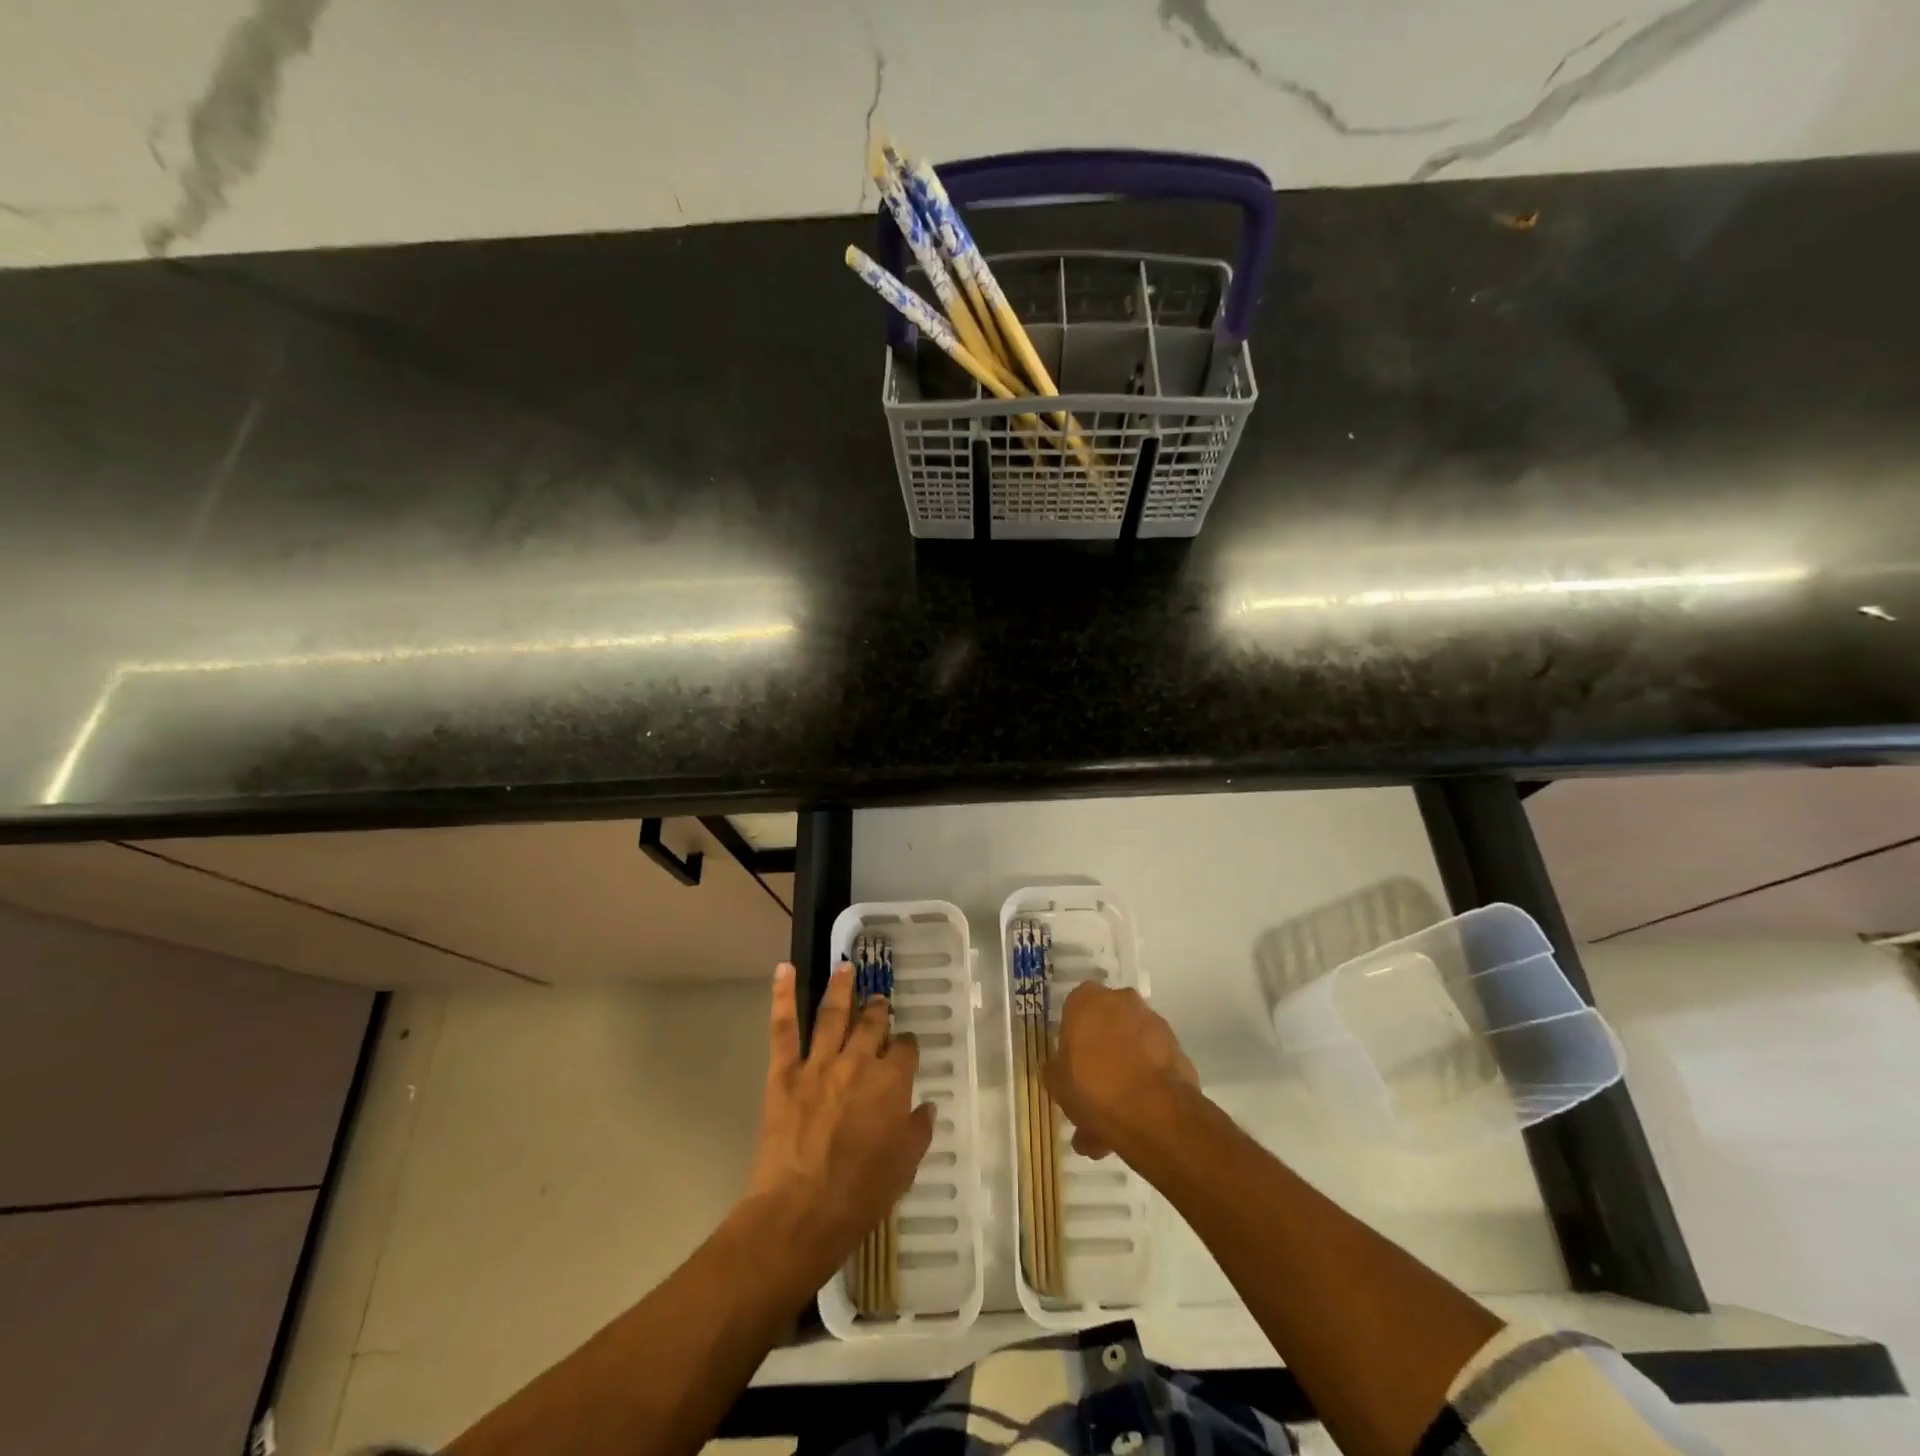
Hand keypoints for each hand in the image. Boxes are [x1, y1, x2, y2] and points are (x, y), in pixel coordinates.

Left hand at [747, 962, 933, 1286]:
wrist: (799, 1214)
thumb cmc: (859, 1197)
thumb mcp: (904, 1168)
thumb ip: (918, 1131)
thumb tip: (924, 1107)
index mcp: (891, 1083)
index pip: (906, 1049)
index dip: (907, 1047)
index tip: (906, 1050)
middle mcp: (859, 1062)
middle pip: (872, 1023)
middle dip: (878, 1010)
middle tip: (879, 1002)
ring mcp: (819, 1063)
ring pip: (833, 1014)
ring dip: (841, 987)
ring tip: (845, 967)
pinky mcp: (785, 1072)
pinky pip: (784, 1028)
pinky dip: (782, 995)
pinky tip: (784, 969)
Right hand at [1046, 981, 1196, 1159]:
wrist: (1153, 1111)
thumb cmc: (1092, 1086)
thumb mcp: (1056, 1083)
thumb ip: (1055, 1070)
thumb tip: (1058, 1068)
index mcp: (1086, 999)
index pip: (1074, 1008)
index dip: (1072, 1037)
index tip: (1070, 1063)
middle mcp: (1121, 1000)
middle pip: (1105, 1027)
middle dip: (1099, 1057)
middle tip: (1090, 1094)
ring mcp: (1152, 1022)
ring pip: (1129, 1048)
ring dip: (1122, 1075)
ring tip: (1110, 1123)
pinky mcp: (1176, 1047)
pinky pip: (1151, 1064)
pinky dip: (1143, 1085)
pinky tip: (1133, 1121)